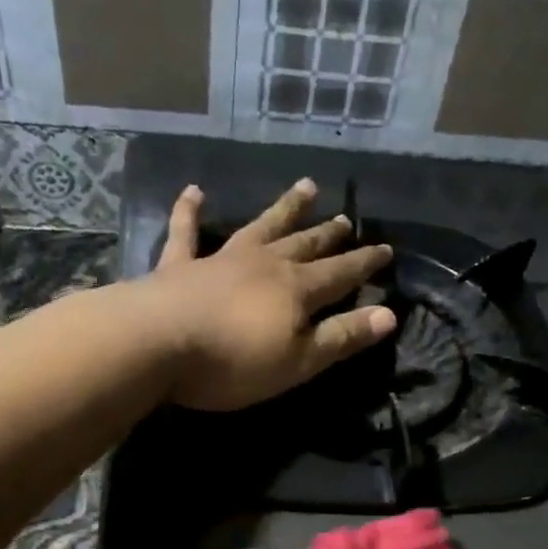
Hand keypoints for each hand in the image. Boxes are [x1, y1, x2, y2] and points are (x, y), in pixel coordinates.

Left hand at [147, 179, 395, 411]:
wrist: (157, 344)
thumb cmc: (235, 361)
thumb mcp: (299, 361)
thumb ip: (342, 337)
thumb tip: (390, 314)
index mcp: (296, 290)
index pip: (341, 273)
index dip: (365, 263)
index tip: (386, 248)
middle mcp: (264, 264)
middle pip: (304, 245)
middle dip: (328, 234)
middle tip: (346, 218)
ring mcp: (220, 259)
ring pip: (260, 227)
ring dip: (283, 209)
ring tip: (305, 187)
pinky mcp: (179, 266)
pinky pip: (186, 232)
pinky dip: (189, 212)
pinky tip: (194, 191)